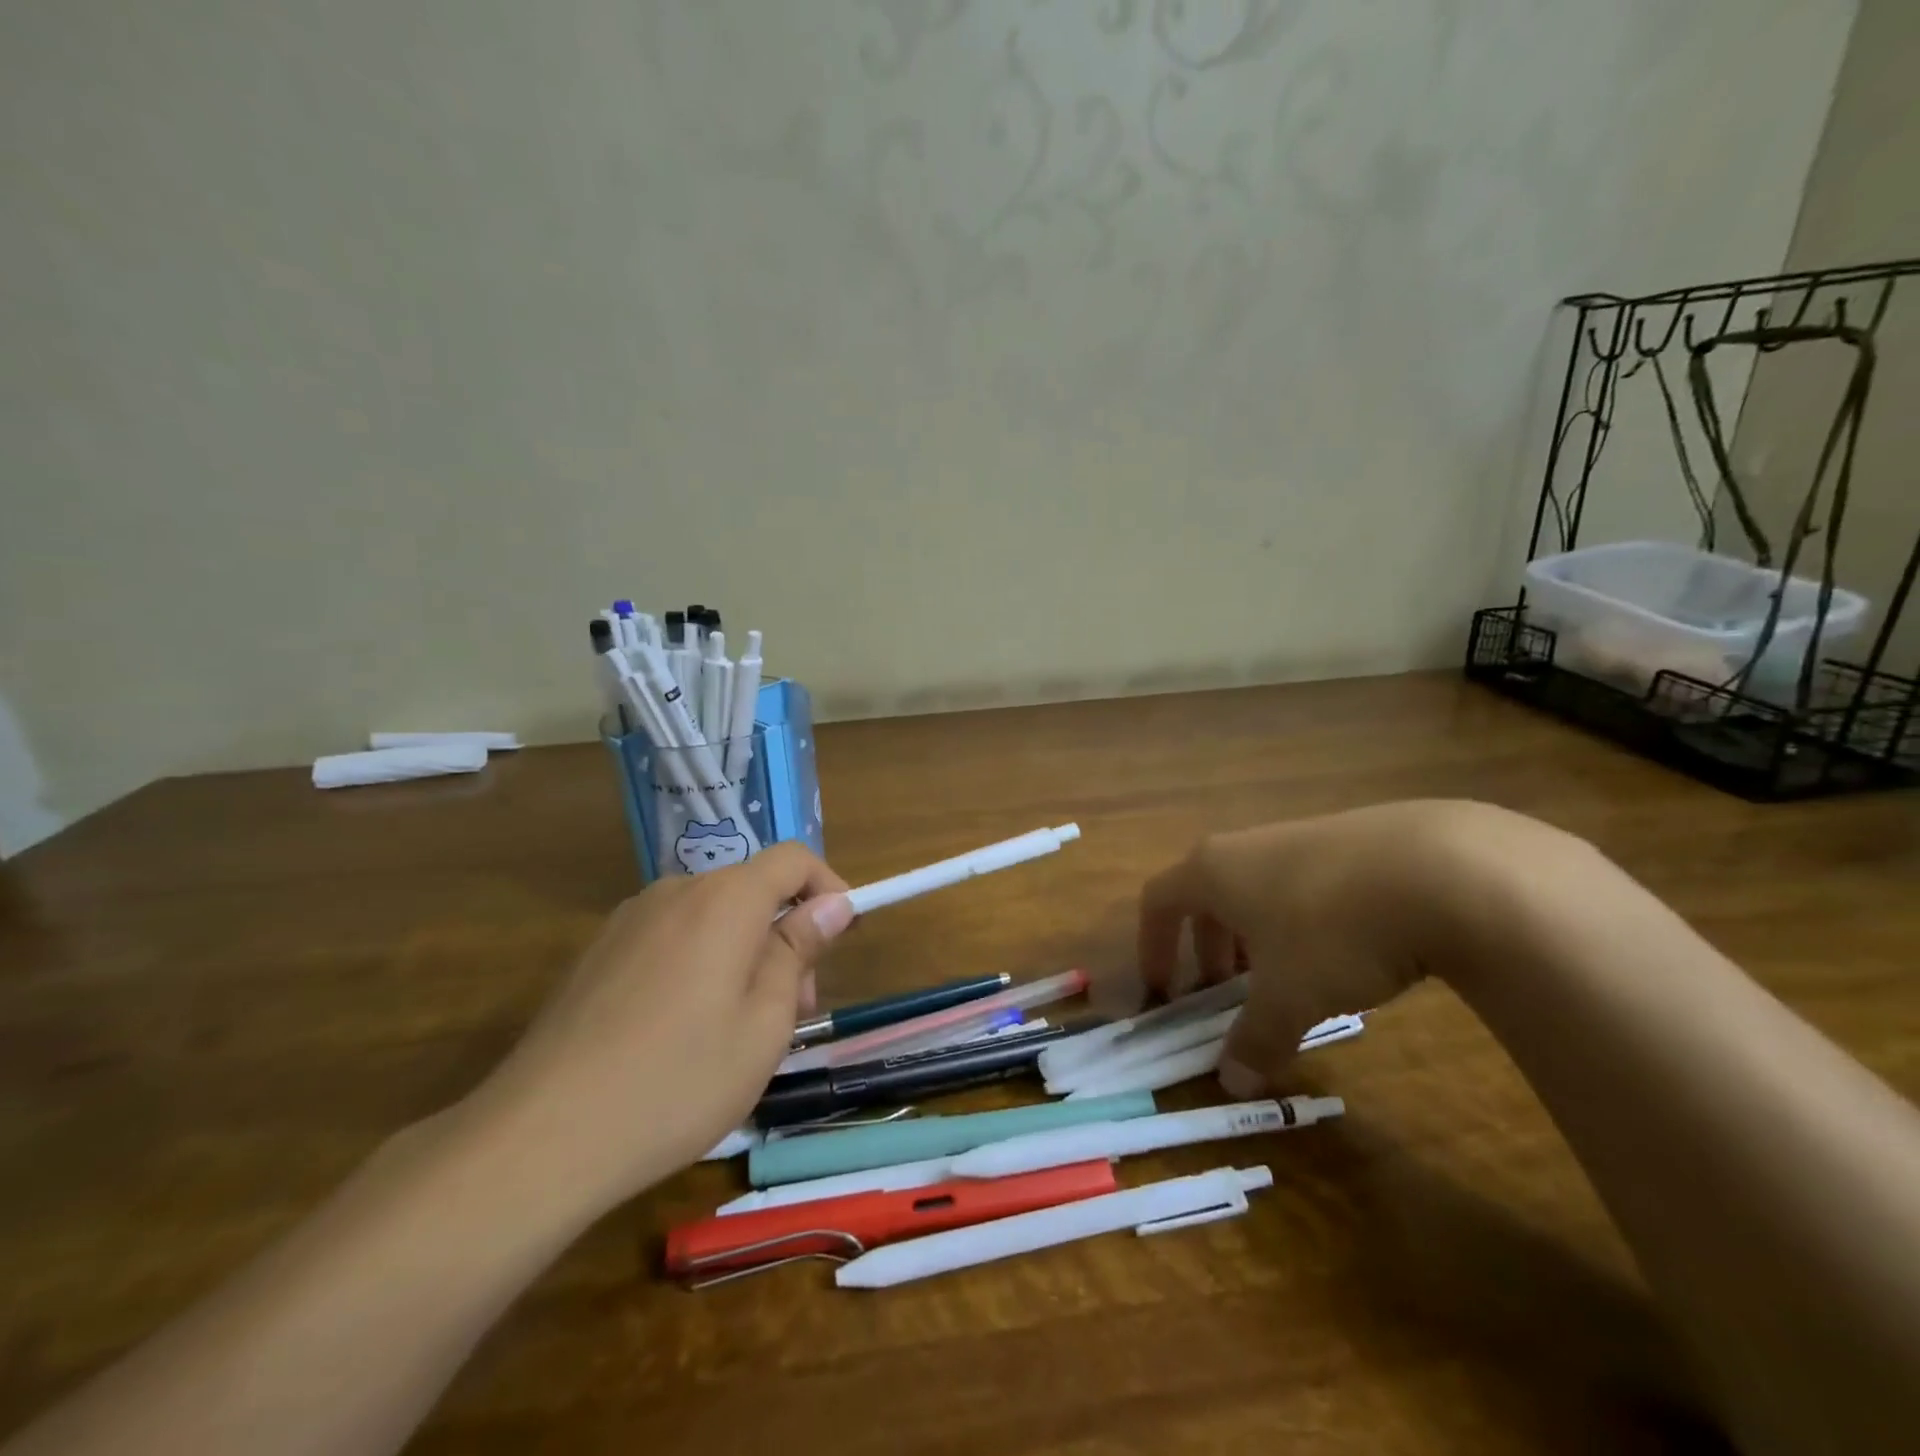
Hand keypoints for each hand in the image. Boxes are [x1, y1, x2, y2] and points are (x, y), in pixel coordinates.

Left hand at [465, 843, 854, 1218]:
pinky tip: (683, 1032)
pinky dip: (700, 964)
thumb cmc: (678, 1080)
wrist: (540, 1137)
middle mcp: (675, 891)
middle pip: (751, 890)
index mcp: (725, 900)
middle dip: (786, 935)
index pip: (793, 859)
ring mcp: (628, 920)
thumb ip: (798, 950)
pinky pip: (670, 938)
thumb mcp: (764, 1022)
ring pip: (711, 917)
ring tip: (739, 1030)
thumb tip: (832, 903)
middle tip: (793, 1011)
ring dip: (744, 953)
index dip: (828, 888)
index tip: (842, 938)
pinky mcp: (597, 952)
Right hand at [1137, 801, 1540, 1098]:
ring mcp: (1302, 835)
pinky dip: (1305, 918)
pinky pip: (1307, 881)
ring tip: (1288, 975)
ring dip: (1258, 933)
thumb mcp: (1290, 998)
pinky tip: (1349, 950)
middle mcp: (1248, 845)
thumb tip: (1231, 1082)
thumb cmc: (1334, 932)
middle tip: (1225, 990)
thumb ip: (1255, 1038)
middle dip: (1208, 945)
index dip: (1152, 945)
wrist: (1446, 871)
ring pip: (1260, 887)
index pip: (1159, 900)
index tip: (1165, 988)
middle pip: (1208, 892)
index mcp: (1214, 871)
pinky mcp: (1355, 838)